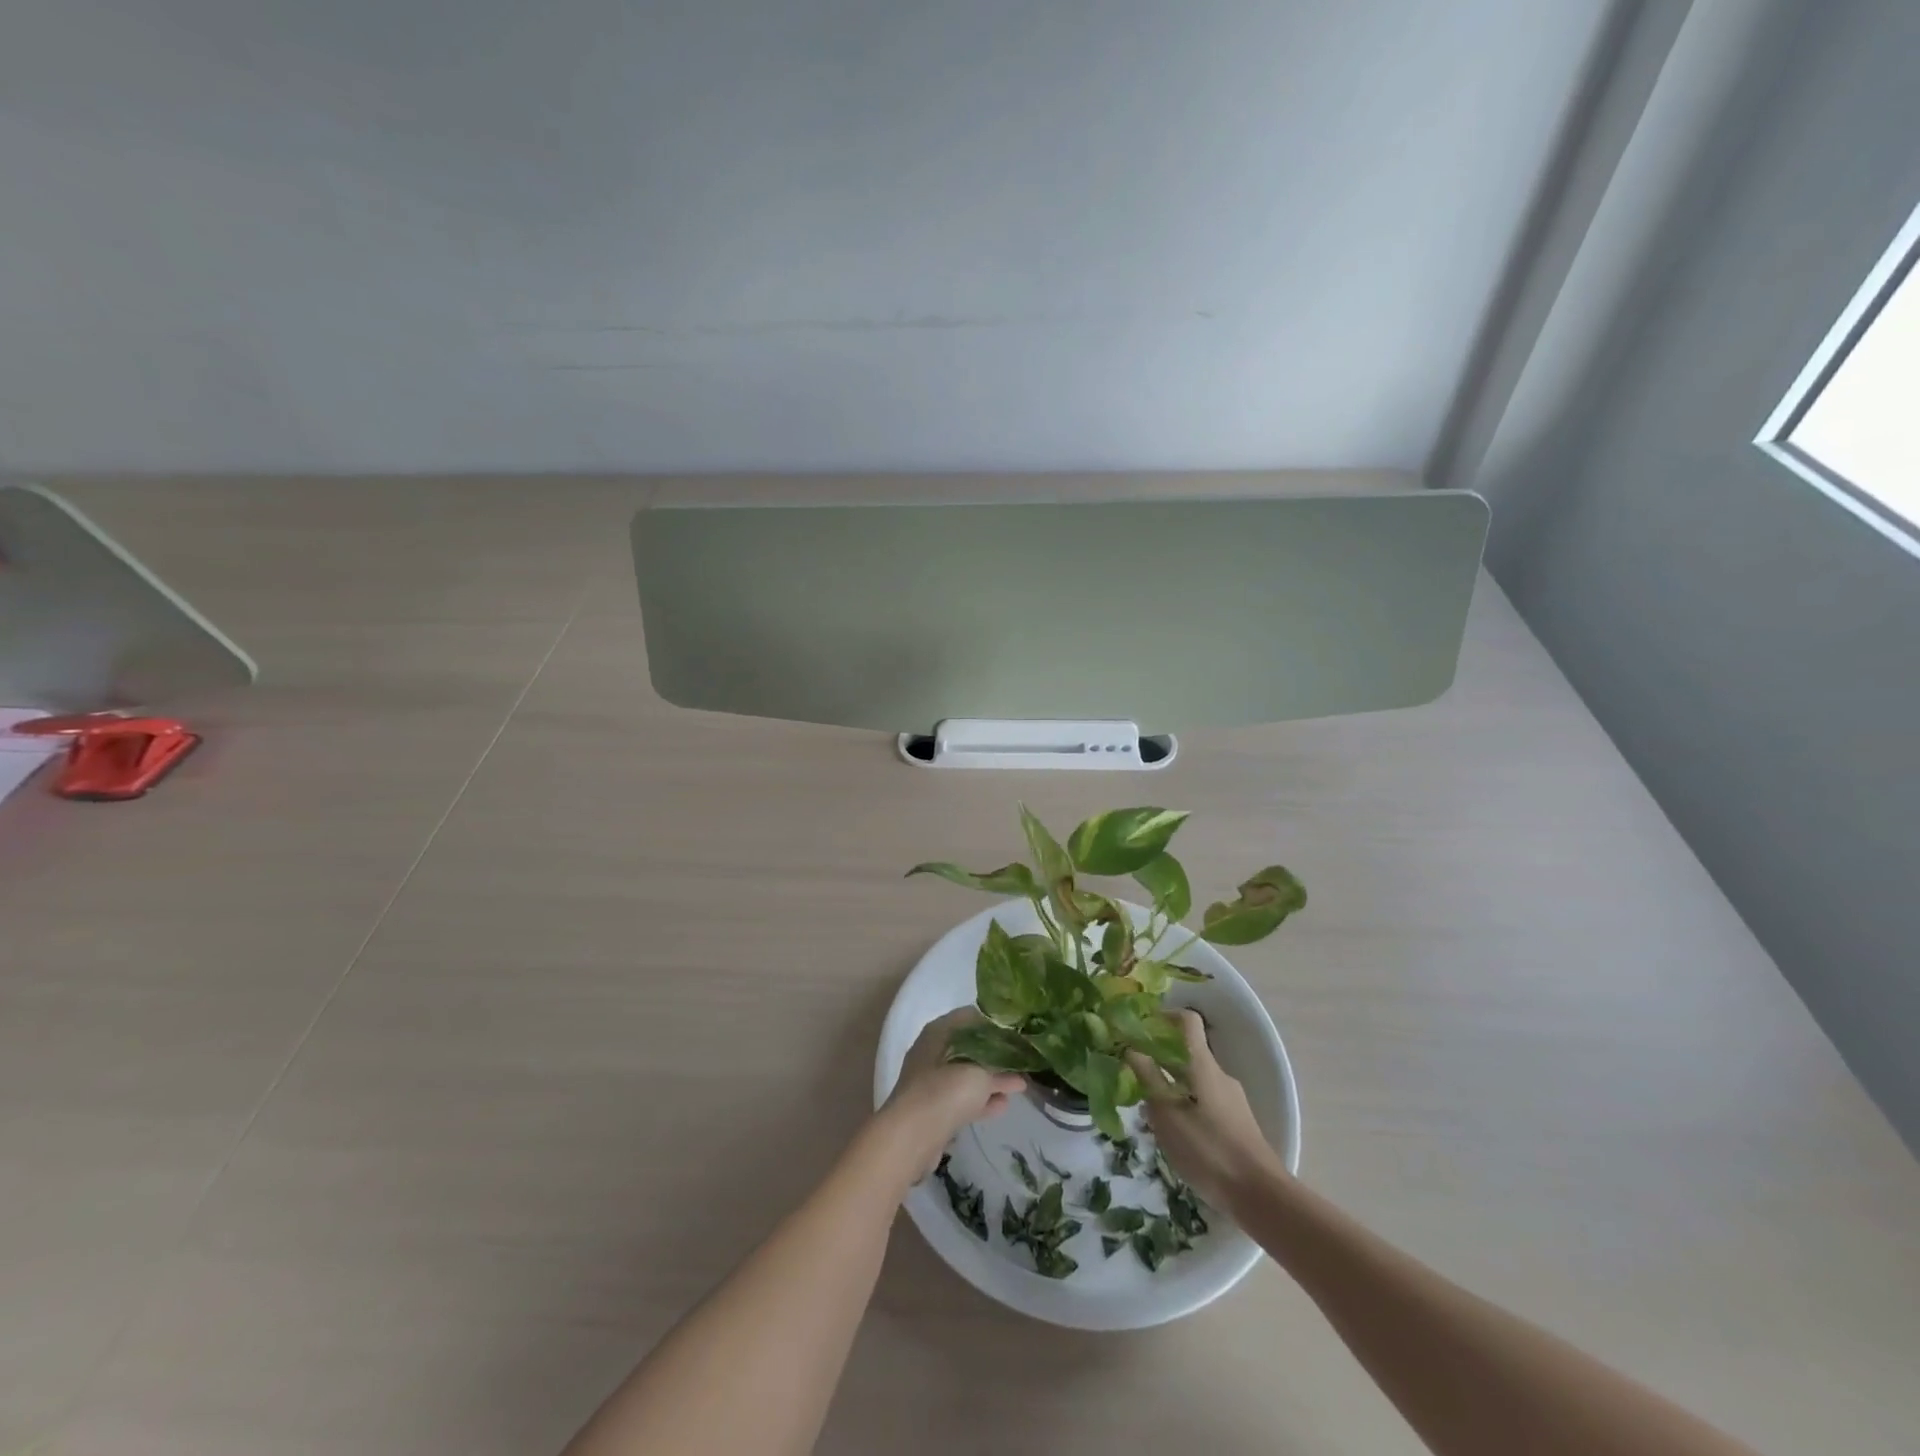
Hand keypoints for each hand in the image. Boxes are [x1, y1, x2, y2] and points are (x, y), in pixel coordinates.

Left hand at [877, 1008, 1025, 1177]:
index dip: (994, 1023)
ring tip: (1019, 1083)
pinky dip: (982, 1099)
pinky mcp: (933, 1109)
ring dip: (991, 1079)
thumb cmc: (947, 1090)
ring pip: (966, 1074)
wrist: (912, 1136)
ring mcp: (931, 1082)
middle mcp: (932, 1052)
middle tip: (1021, 1059)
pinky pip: (962, 1098)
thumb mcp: (981, 1072)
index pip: (970, 1017)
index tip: (1017, 1032)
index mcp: (938, 1031)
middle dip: (995, 1054)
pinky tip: (1004, 1104)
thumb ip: (1001, 1068)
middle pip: (969, 1046)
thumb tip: (1018, 1072)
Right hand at [1127, 1009, 1283, 1209]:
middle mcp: (1219, 1075)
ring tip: (1150, 1115)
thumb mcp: (1168, 1115)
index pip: (1187, 1021)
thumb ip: (1148, 1078)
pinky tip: (1174, 1136)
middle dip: (1159, 1061)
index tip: (1139, 1029)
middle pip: (1187, 1053)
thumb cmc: (1209, 1150)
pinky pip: (1205, 1102)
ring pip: (1194, 1081)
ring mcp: (1231, 1099)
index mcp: (1203, 1064)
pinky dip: (1186, 1107)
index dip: (1163, 1017)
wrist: (1261, 1197)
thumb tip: (1130, 1048)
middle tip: (1134, 1079)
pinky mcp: (1237, 1122)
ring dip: (1171, 1087)